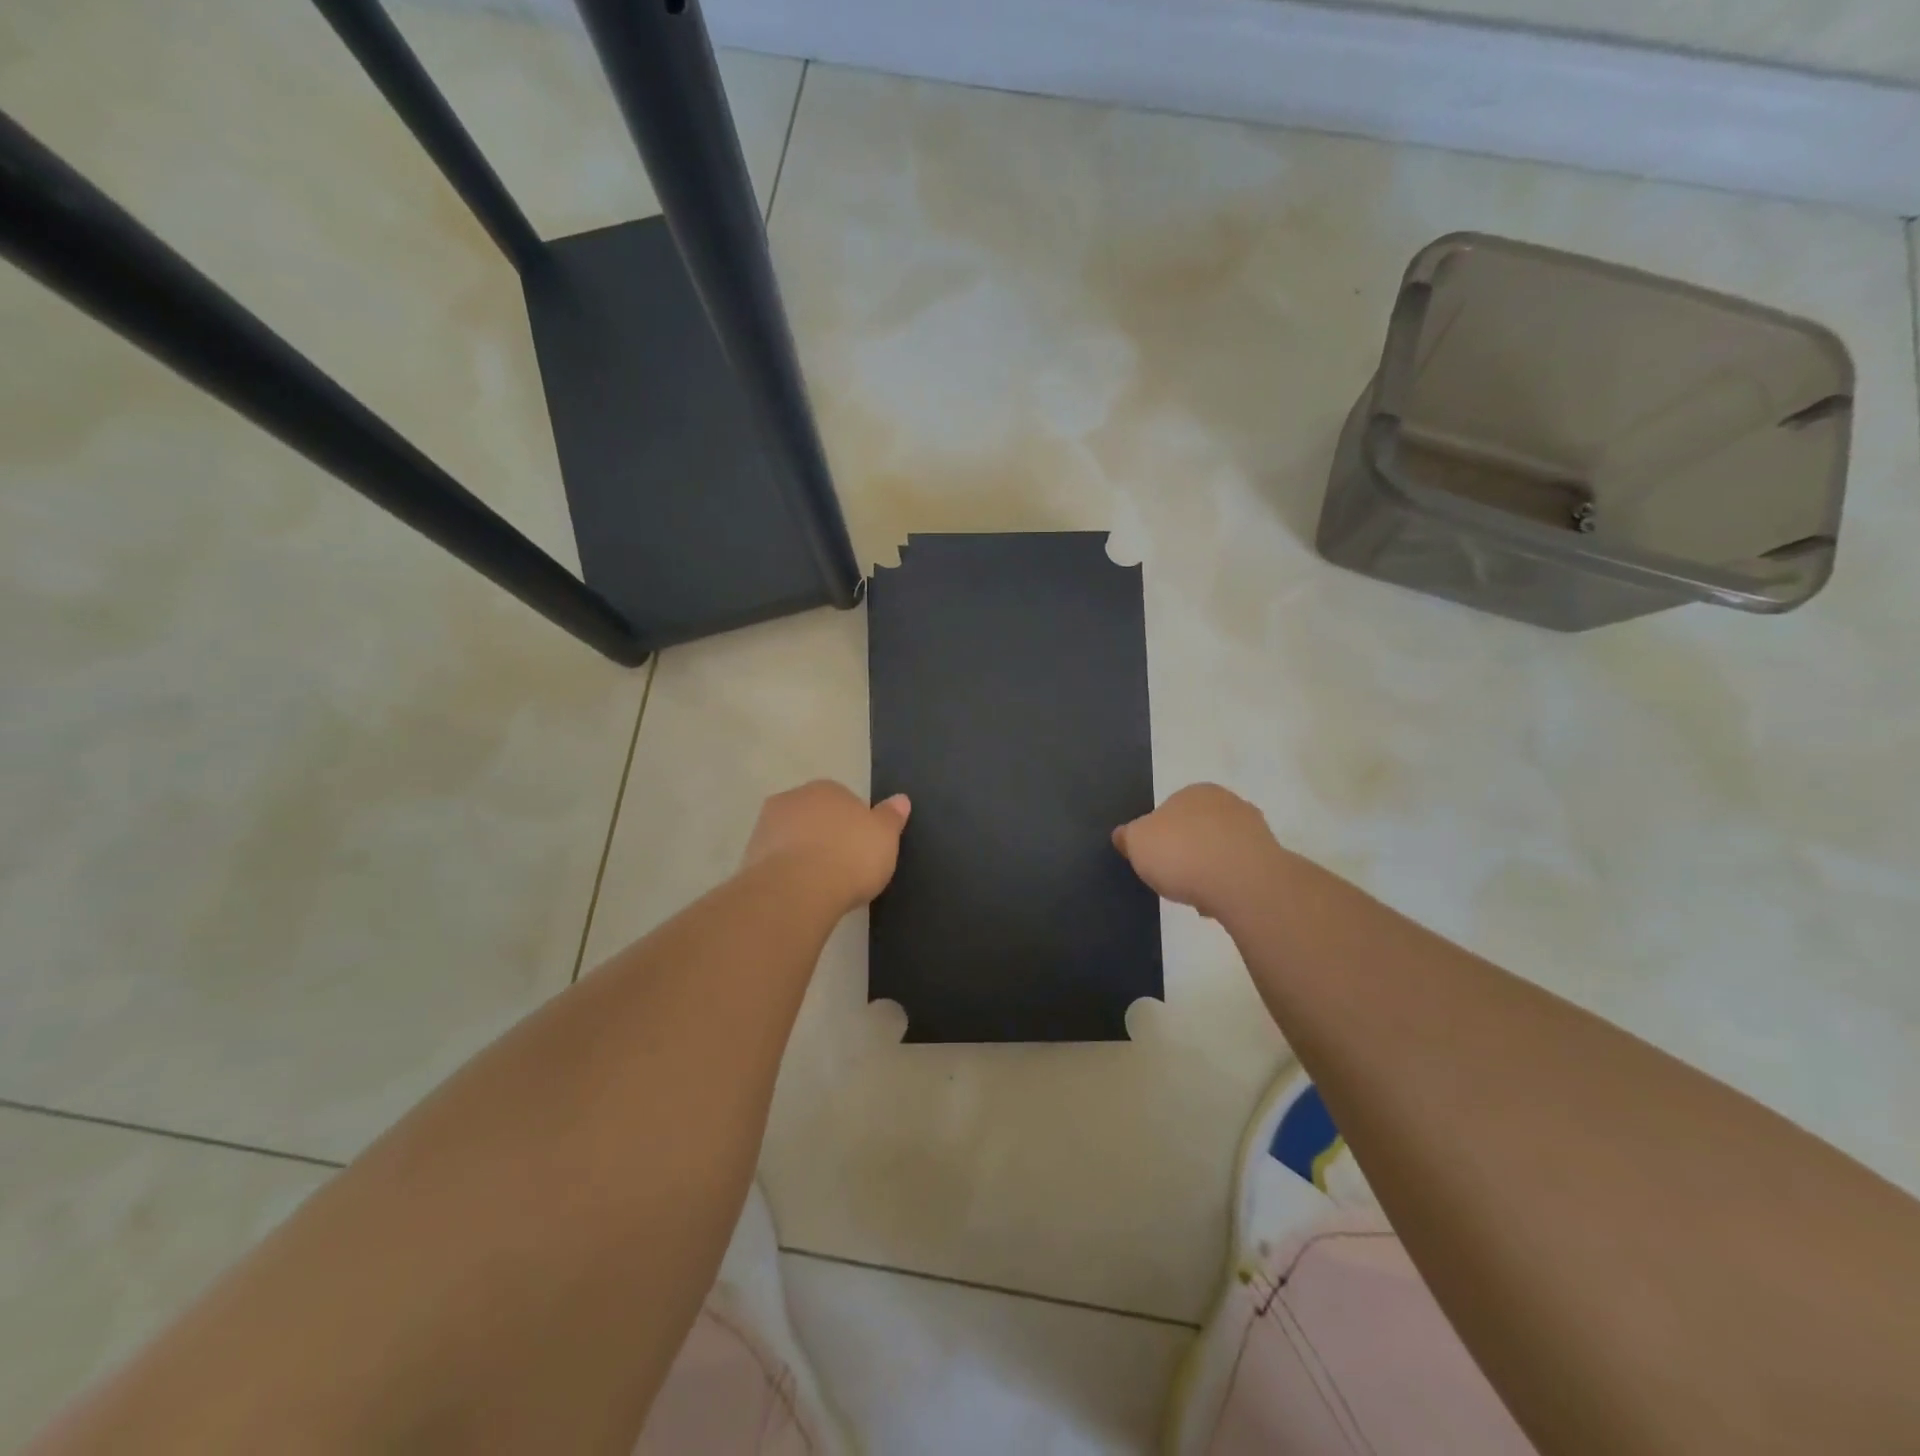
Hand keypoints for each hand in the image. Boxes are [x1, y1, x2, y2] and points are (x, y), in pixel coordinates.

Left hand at [741, 780, 911, 912]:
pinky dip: (786, 874)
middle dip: (825, 836)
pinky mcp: (748, 857)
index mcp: (826, 788)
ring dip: (802, 854)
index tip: (862, 850)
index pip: (844, 801)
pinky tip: (799, 894)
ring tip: (820, 886)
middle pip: (814, 816)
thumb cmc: (850, 856)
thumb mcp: (885, 837)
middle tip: (842, 867)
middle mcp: (792, 798)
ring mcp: (765, 826)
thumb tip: (901, 799)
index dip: (855, 826)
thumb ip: (891, 817)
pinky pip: (775, 862)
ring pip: (791, 838)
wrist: (797, 890)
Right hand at [1113, 783, 1283, 919]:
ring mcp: (1254, 830)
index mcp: (1195, 792)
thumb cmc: (1182, 853)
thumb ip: (1127, 837)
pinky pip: (1240, 872)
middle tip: (1174, 878)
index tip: (1155, 860)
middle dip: (1187, 852)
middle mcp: (1228, 802)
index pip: (1170, 810)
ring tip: (1197, 897)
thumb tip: (1122, 835)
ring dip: (1210, 871)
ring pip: (1221, 852)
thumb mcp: (1137, 843)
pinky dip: (1229, 886)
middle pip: (1198, 830)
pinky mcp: (1271, 859)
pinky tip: (1220, 903)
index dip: (1159, 837)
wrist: (1242, 882)